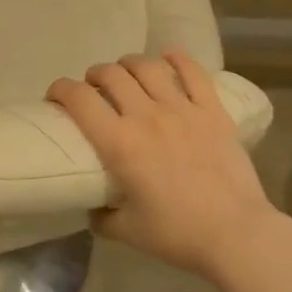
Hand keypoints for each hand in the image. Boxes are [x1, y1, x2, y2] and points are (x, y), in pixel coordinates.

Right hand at [48, 50, 280, 280]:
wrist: (236, 234)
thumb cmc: (178, 234)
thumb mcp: (127, 231)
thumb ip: (102, 216)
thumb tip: (94, 207)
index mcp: (119, 143)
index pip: (79, 99)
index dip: (60, 89)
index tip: (55, 95)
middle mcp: (146, 115)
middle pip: (111, 74)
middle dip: (94, 75)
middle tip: (93, 89)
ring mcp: (182, 108)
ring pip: (147, 66)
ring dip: (128, 64)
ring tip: (126, 74)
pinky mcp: (212, 110)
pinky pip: (193, 71)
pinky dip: (177, 58)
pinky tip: (168, 57)